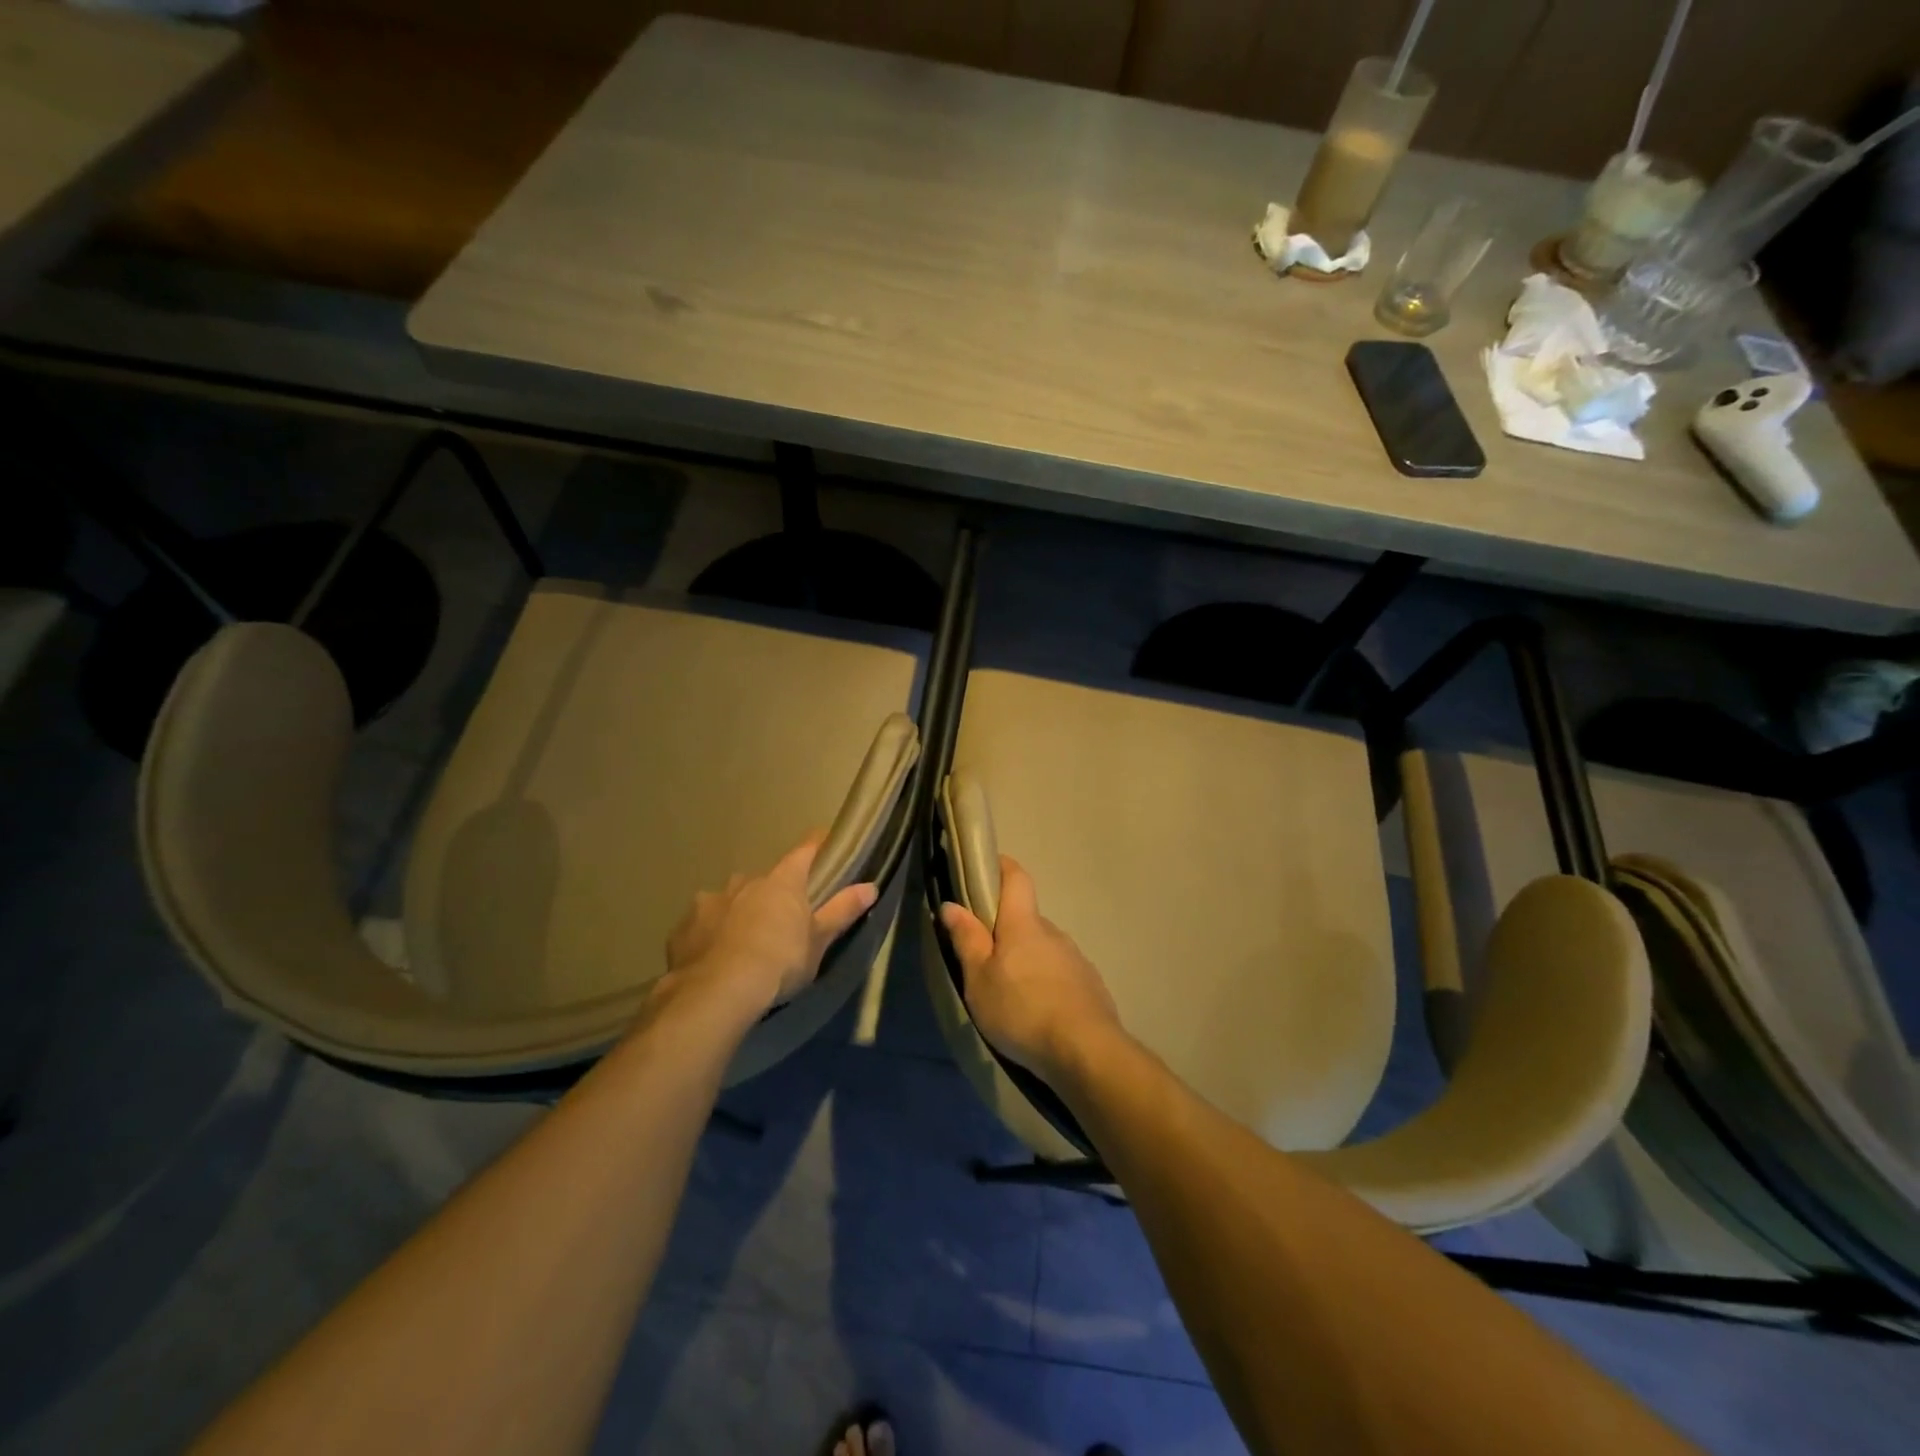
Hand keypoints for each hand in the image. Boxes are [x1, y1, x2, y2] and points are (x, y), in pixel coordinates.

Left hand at [664, 837, 878, 1014]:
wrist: (717, 992)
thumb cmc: (779, 961)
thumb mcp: (819, 941)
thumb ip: (842, 910)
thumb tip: (871, 886)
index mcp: (782, 882)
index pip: (804, 852)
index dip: (816, 846)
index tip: (824, 842)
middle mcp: (744, 882)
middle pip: (764, 881)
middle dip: (771, 894)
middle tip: (780, 921)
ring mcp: (709, 902)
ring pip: (728, 901)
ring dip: (737, 913)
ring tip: (742, 943)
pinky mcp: (683, 929)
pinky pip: (702, 925)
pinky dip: (710, 935)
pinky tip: (713, 957)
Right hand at [939, 857, 1121, 1083]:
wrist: (1086, 1051)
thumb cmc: (1022, 1010)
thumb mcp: (979, 979)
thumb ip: (967, 940)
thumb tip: (951, 904)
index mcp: (1023, 924)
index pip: (1016, 878)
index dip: (1001, 866)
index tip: (985, 868)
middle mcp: (1053, 932)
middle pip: (1026, 918)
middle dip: (1006, 929)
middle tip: (985, 956)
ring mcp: (1076, 958)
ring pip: (1044, 948)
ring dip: (1027, 959)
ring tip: (1010, 992)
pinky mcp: (1090, 985)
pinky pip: (1061, 972)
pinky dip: (1046, 982)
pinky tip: (1038, 1010)